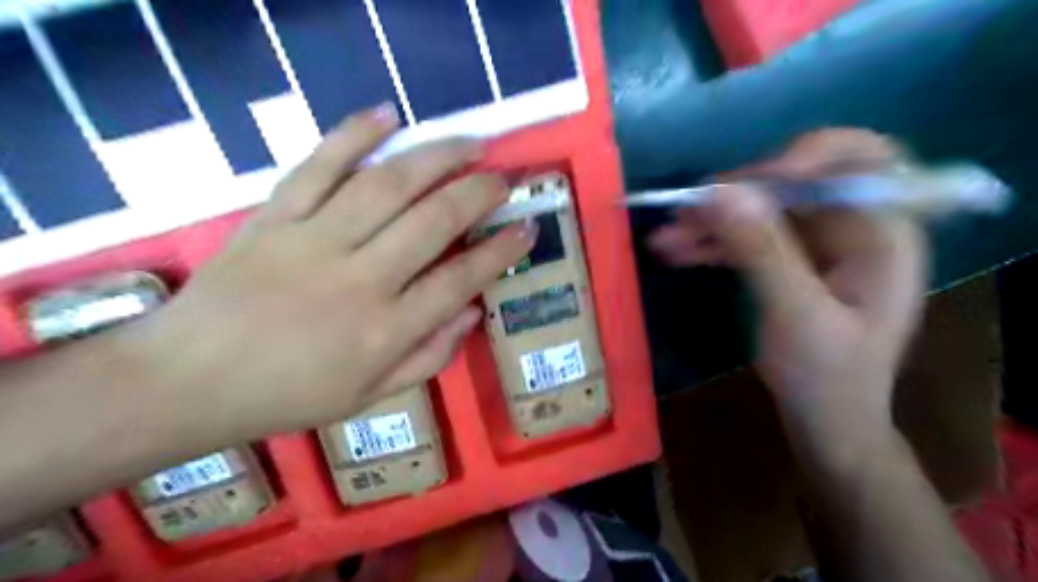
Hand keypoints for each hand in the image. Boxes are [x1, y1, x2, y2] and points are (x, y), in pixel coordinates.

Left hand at [123, 104, 535, 440]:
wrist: (188, 381)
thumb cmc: (288, 395)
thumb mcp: (370, 397)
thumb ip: (429, 357)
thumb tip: (473, 313)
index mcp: (386, 330)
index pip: (461, 279)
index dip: (502, 251)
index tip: (527, 228)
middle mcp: (360, 280)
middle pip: (434, 222)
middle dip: (479, 194)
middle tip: (505, 179)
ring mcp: (314, 241)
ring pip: (388, 185)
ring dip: (437, 157)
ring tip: (470, 144)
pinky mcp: (274, 217)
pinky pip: (319, 166)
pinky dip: (353, 134)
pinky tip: (388, 114)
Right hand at [651, 126, 928, 463]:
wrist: (824, 421)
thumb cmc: (827, 377)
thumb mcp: (795, 314)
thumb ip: (762, 250)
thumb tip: (721, 193)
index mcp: (882, 234)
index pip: (861, 161)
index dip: (809, 154)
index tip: (753, 180)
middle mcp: (851, 228)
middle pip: (795, 183)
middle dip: (738, 194)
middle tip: (689, 209)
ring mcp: (815, 245)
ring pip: (761, 211)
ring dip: (713, 221)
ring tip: (666, 236)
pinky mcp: (786, 261)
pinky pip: (747, 238)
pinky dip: (712, 243)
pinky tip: (676, 251)